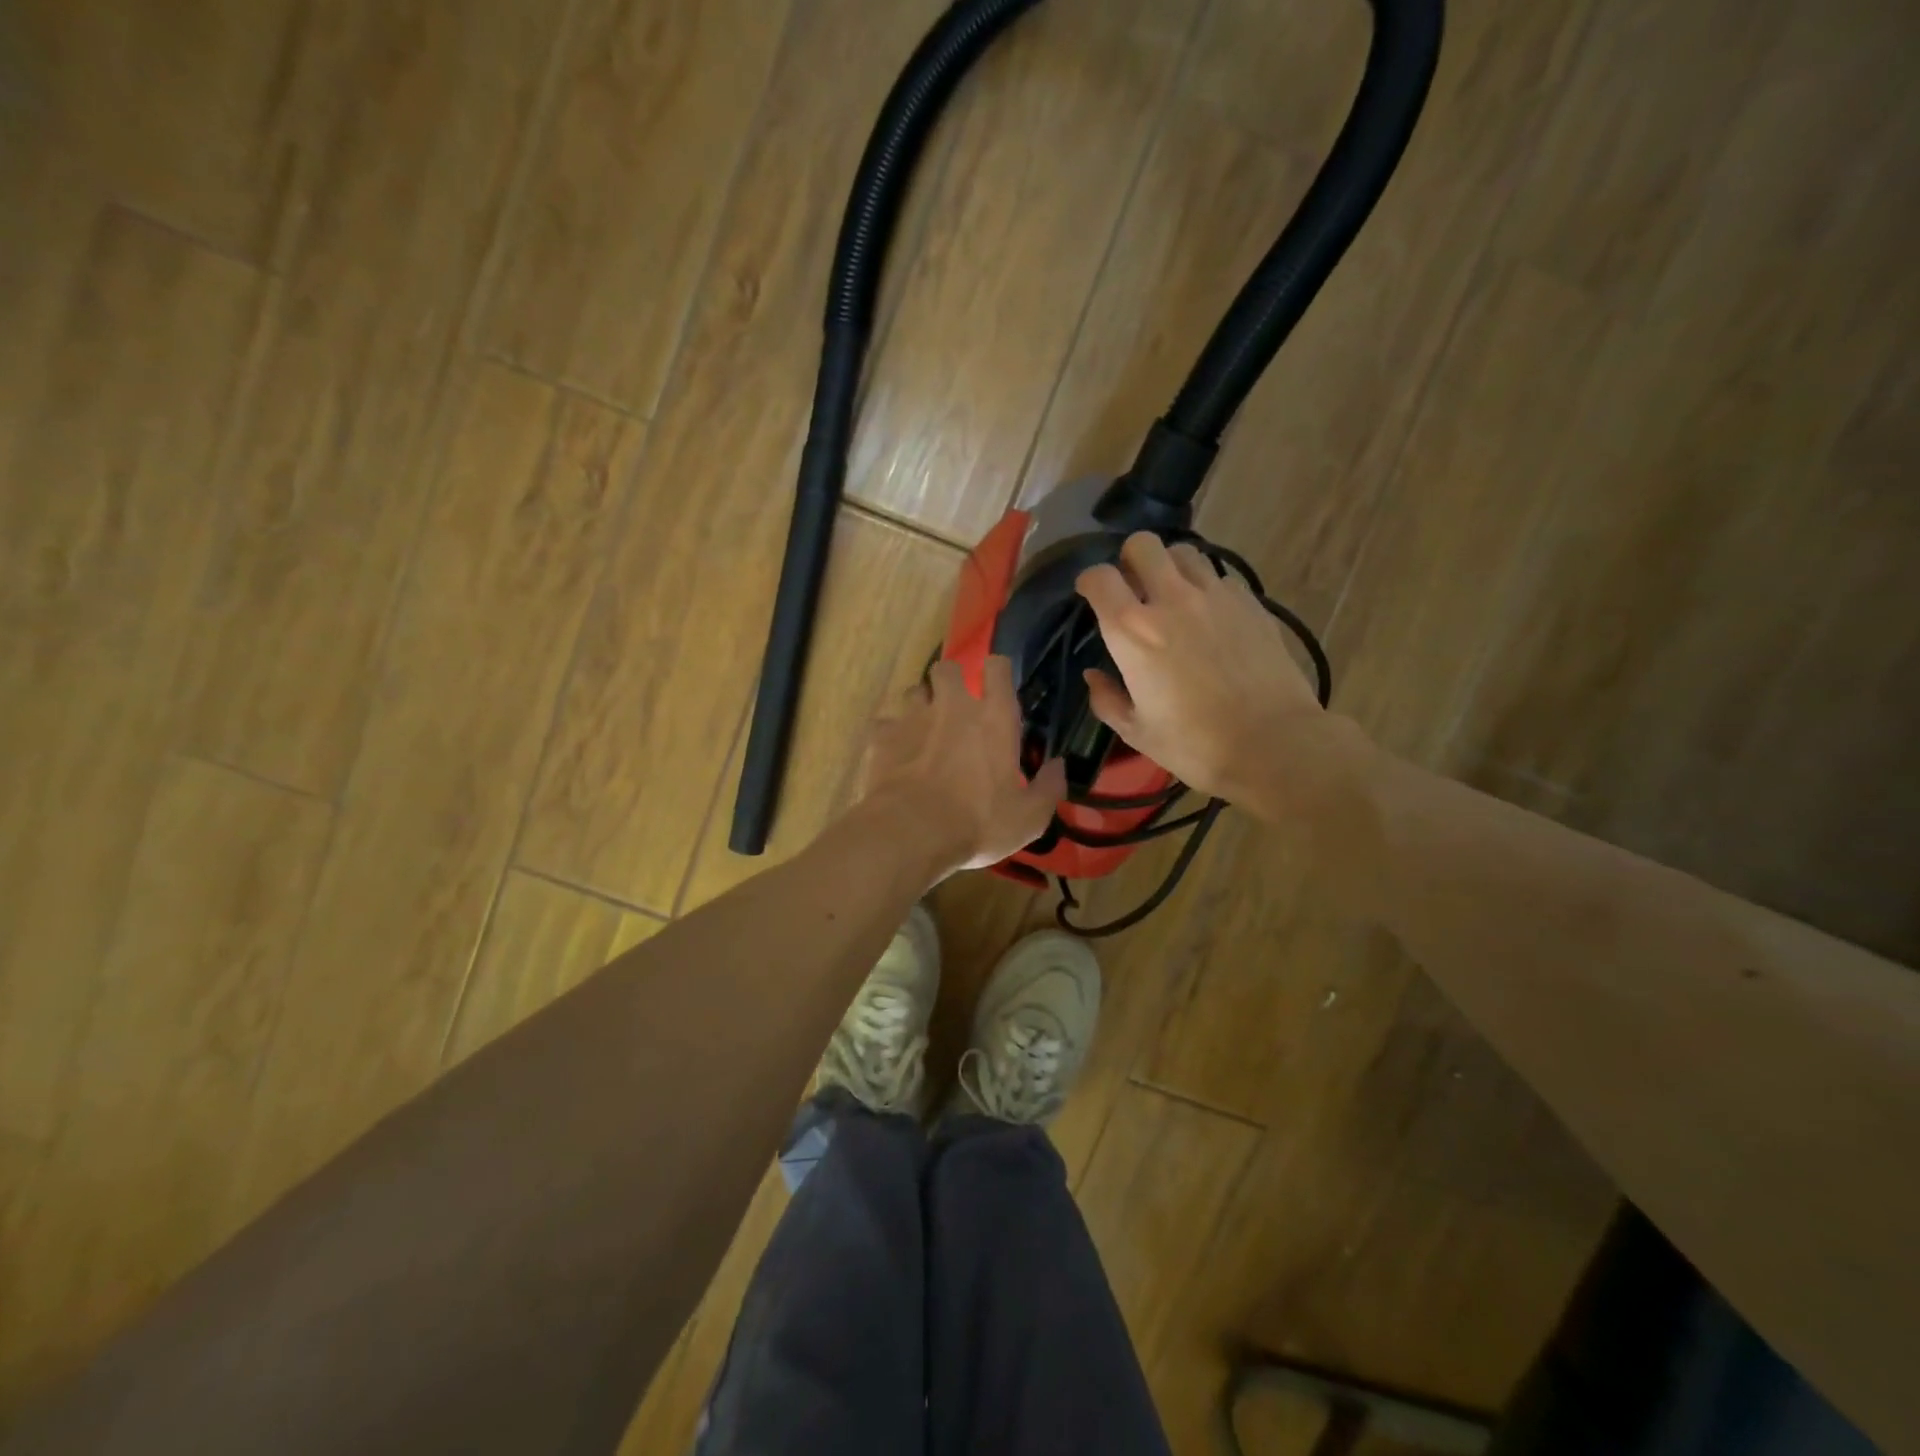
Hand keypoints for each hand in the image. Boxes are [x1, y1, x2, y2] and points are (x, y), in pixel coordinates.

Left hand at [858, 657, 1066, 876]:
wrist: (910, 833)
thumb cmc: (978, 823)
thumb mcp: (1029, 817)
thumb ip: (1049, 788)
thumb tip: (1059, 766)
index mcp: (994, 718)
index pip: (997, 668)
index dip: (997, 671)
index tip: (996, 685)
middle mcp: (953, 706)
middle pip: (947, 667)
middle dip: (950, 679)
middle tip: (954, 706)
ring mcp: (912, 718)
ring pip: (914, 691)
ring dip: (920, 706)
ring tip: (923, 731)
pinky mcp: (881, 736)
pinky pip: (884, 724)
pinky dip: (890, 736)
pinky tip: (894, 756)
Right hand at [1076, 533, 1353, 819]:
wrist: (1273, 743)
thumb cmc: (1195, 744)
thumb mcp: (1137, 732)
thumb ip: (1107, 699)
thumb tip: (1094, 676)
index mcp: (1133, 632)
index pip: (1099, 578)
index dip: (1088, 582)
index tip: (1090, 596)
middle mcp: (1171, 600)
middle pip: (1143, 545)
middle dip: (1130, 559)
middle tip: (1133, 587)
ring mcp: (1215, 596)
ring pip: (1184, 552)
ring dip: (1170, 567)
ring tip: (1173, 595)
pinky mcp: (1250, 602)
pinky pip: (1220, 577)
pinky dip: (1207, 587)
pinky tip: (1210, 616)